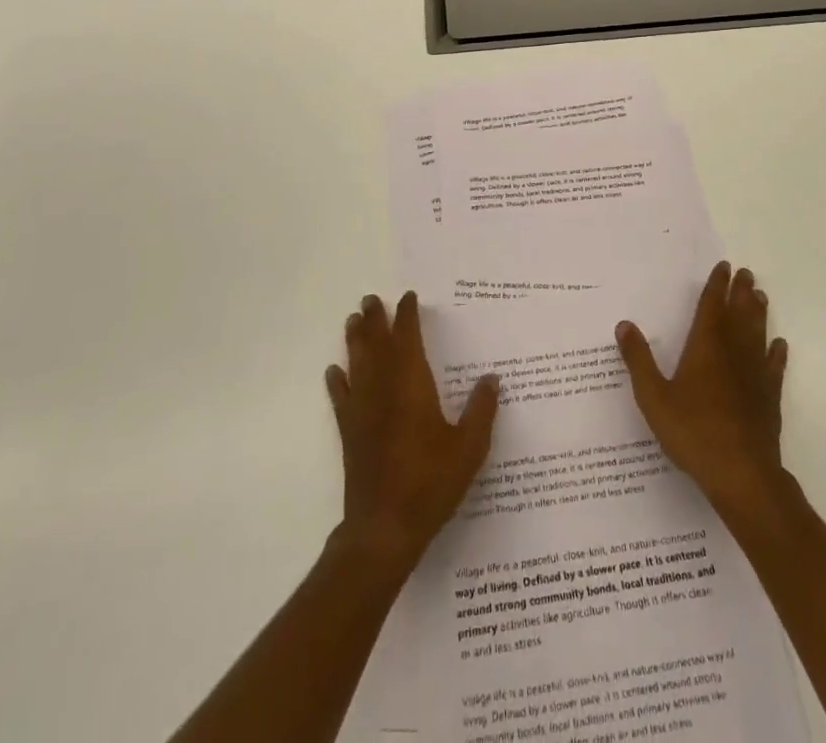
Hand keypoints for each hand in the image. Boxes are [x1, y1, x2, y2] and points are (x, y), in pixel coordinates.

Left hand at [325, 292, 498, 571]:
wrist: (384, 528)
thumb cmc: (431, 483)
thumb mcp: (469, 447)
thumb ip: (481, 410)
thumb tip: (491, 378)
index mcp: (412, 385)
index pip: (407, 339)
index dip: (407, 316)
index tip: (408, 297)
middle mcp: (384, 389)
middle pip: (377, 345)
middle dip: (375, 320)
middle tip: (371, 299)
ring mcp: (363, 411)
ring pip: (357, 365)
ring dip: (355, 341)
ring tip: (352, 320)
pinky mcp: (350, 434)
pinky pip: (341, 399)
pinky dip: (337, 382)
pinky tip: (334, 372)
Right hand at [616, 261, 788, 522]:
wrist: (742, 474)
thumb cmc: (693, 432)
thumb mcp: (653, 397)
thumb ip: (638, 360)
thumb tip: (624, 324)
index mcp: (705, 346)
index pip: (712, 306)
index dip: (716, 285)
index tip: (724, 267)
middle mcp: (733, 352)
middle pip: (739, 314)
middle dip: (741, 292)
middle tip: (746, 273)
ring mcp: (755, 375)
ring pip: (758, 334)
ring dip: (759, 313)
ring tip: (760, 296)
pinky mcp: (770, 397)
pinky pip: (774, 366)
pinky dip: (776, 353)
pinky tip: (778, 345)